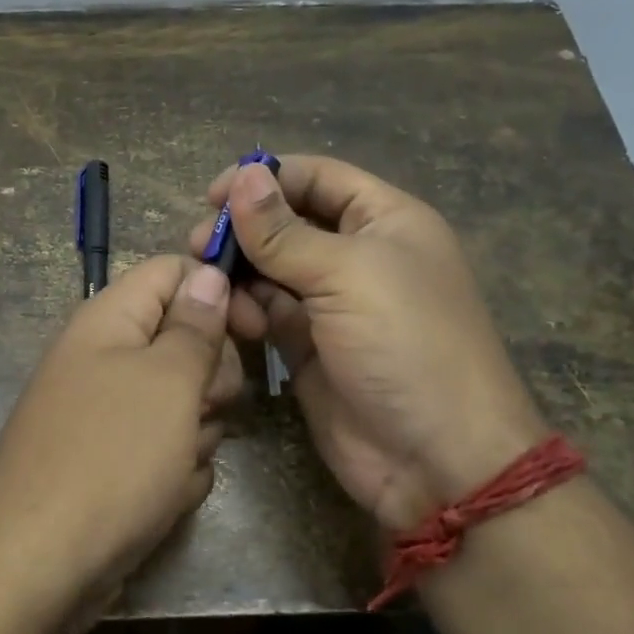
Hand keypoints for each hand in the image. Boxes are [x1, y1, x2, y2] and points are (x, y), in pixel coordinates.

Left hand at [0, 256, 242, 623]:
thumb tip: (208, 272)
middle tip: (205, 407)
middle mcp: (102, 358)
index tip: (255, 327)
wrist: (39, 565)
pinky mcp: (111, 461)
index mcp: (108, 320)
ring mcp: (105, 413)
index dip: (216, 289)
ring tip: (175, 463)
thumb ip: (194, 325)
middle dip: (209, 377)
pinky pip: (163, 448)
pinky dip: (173, 471)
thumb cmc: (111, 457)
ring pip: (181, 401)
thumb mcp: (167, 382)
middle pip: (182, 340)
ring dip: (195, 432)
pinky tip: (162, 497)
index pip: (171, 272)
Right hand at [190, 156, 546, 530]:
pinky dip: (246, 310)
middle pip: (288, 223)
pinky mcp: (307, 347)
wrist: (436, 458)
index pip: (319, 178)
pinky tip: (235, 320)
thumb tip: (243, 175)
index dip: (267, 178)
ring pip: (271, 269)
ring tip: (209, 284)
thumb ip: (285, 231)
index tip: (213, 195)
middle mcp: (357, 256)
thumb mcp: (347, 274)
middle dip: (244, 229)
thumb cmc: (404, 344)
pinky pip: (267, 312)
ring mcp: (331, 304)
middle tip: (198, 245)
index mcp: (385, 222)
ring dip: (239, 272)